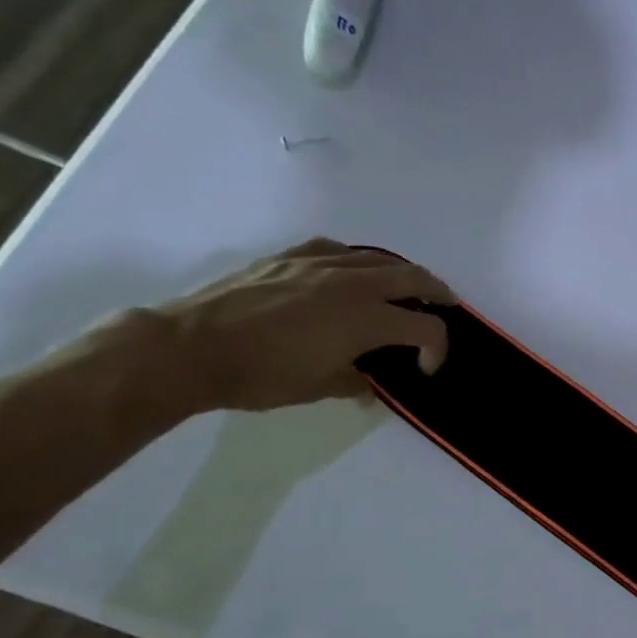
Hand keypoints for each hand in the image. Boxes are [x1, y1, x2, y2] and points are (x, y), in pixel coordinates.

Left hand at [143, 239, 453, 411]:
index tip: (424, 369)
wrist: (190, 348)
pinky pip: (338, 249)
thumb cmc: (260, 375)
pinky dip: (356, 260)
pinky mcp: (290, 256)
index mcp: (367, 320)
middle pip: (414, 279)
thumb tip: (368, 383)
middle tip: (447, 304)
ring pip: (378, 258)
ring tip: (406, 285)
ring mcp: (320, 264)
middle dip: (438, 293)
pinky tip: (349, 270)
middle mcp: (353, 285)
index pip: (426, 329)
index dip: (437, 349)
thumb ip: (354, 381)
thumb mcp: (318, 388)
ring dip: (401, 273)